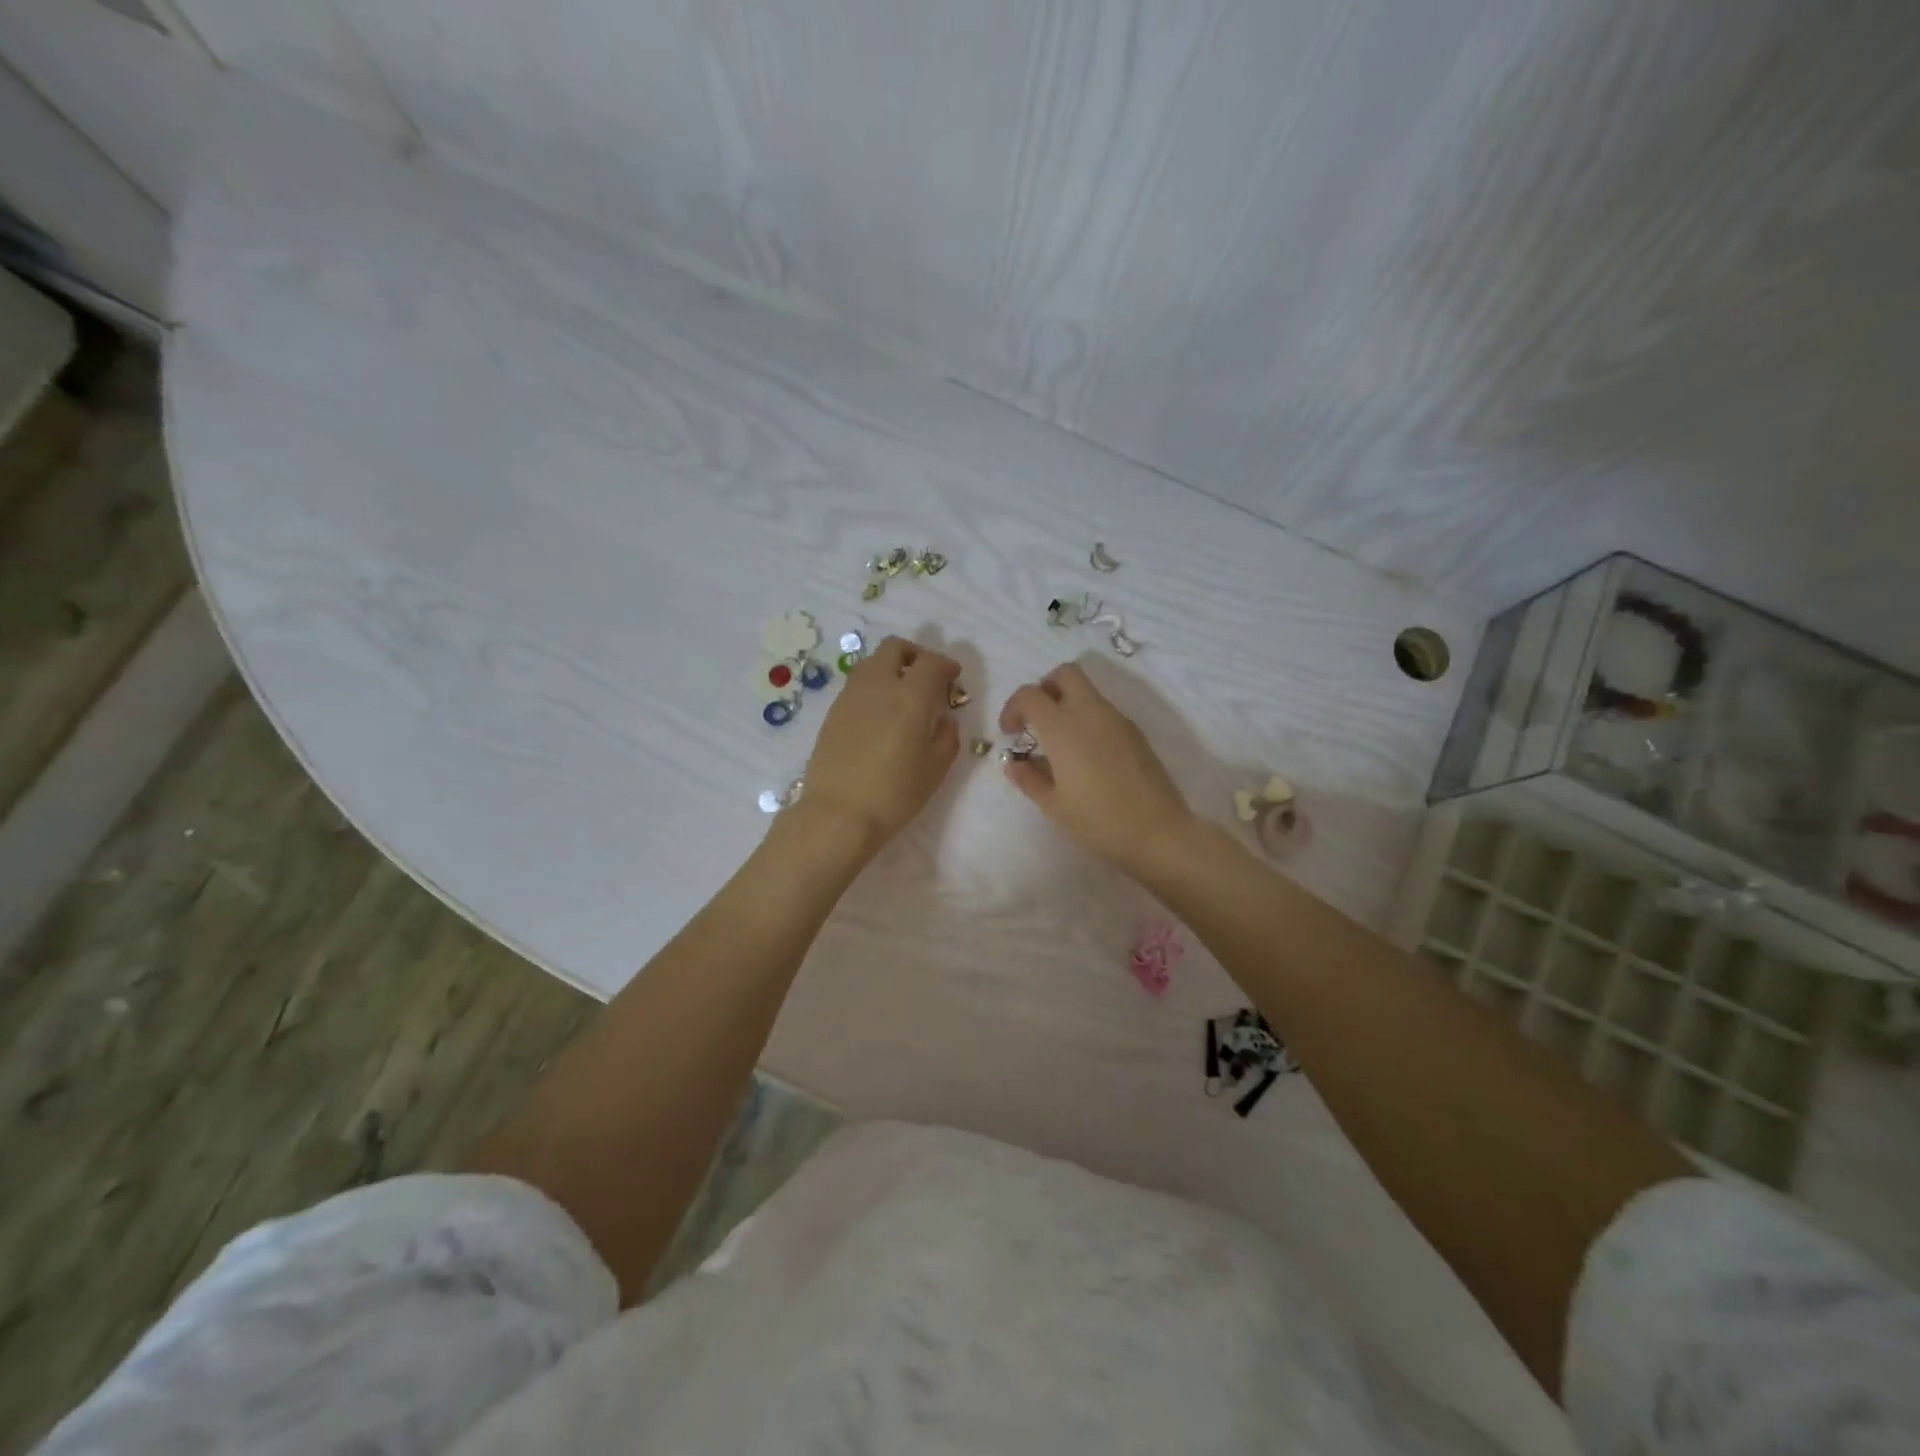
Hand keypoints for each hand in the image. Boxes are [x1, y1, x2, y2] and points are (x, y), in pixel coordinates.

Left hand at [798, 635, 960, 855]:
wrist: (837, 814)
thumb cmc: (894, 794)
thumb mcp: (935, 769)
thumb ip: (947, 737)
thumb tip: (944, 720)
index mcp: (910, 696)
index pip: (931, 662)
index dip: (946, 665)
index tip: (953, 677)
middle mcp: (878, 685)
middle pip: (895, 648)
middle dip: (915, 655)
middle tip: (927, 679)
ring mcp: (850, 696)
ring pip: (872, 663)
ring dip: (891, 669)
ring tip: (902, 697)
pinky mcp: (833, 712)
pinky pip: (858, 685)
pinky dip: (874, 687)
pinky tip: (880, 716)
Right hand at [999, 662, 1195, 876]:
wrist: (1158, 831)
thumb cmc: (1098, 820)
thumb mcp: (1054, 805)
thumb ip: (1029, 778)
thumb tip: (1014, 763)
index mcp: (1063, 727)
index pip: (1029, 695)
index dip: (1013, 708)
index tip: (1010, 733)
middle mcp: (1090, 712)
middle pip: (1065, 673)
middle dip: (1045, 688)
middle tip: (1037, 719)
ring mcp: (1117, 719)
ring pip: (1087, 691)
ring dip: (1068, 703)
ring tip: (1060, 743)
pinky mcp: (1135, 732)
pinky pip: (1104, 711)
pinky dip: (1087, 719)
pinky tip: (1087, 755)